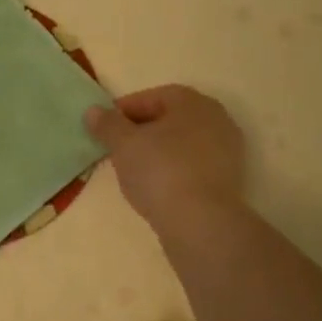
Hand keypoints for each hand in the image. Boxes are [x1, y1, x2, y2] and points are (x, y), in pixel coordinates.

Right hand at [84, 85, 246, 234]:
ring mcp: (227, 150)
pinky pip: (192, 166)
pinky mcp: (228, 179)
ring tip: (132, 170)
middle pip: (168, 119)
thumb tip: (93, 111)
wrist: (201, 222)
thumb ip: (107, 124)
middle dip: (141, 131)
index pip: (151, 97)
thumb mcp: (124, 144)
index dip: (122, 111)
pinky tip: (156, 188)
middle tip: (116, 148)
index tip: (103, 128)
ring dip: (157, 152)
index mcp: (192, 102)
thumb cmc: (160, 171)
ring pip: (181, 144)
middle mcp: (216, 119)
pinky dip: (172, 171)